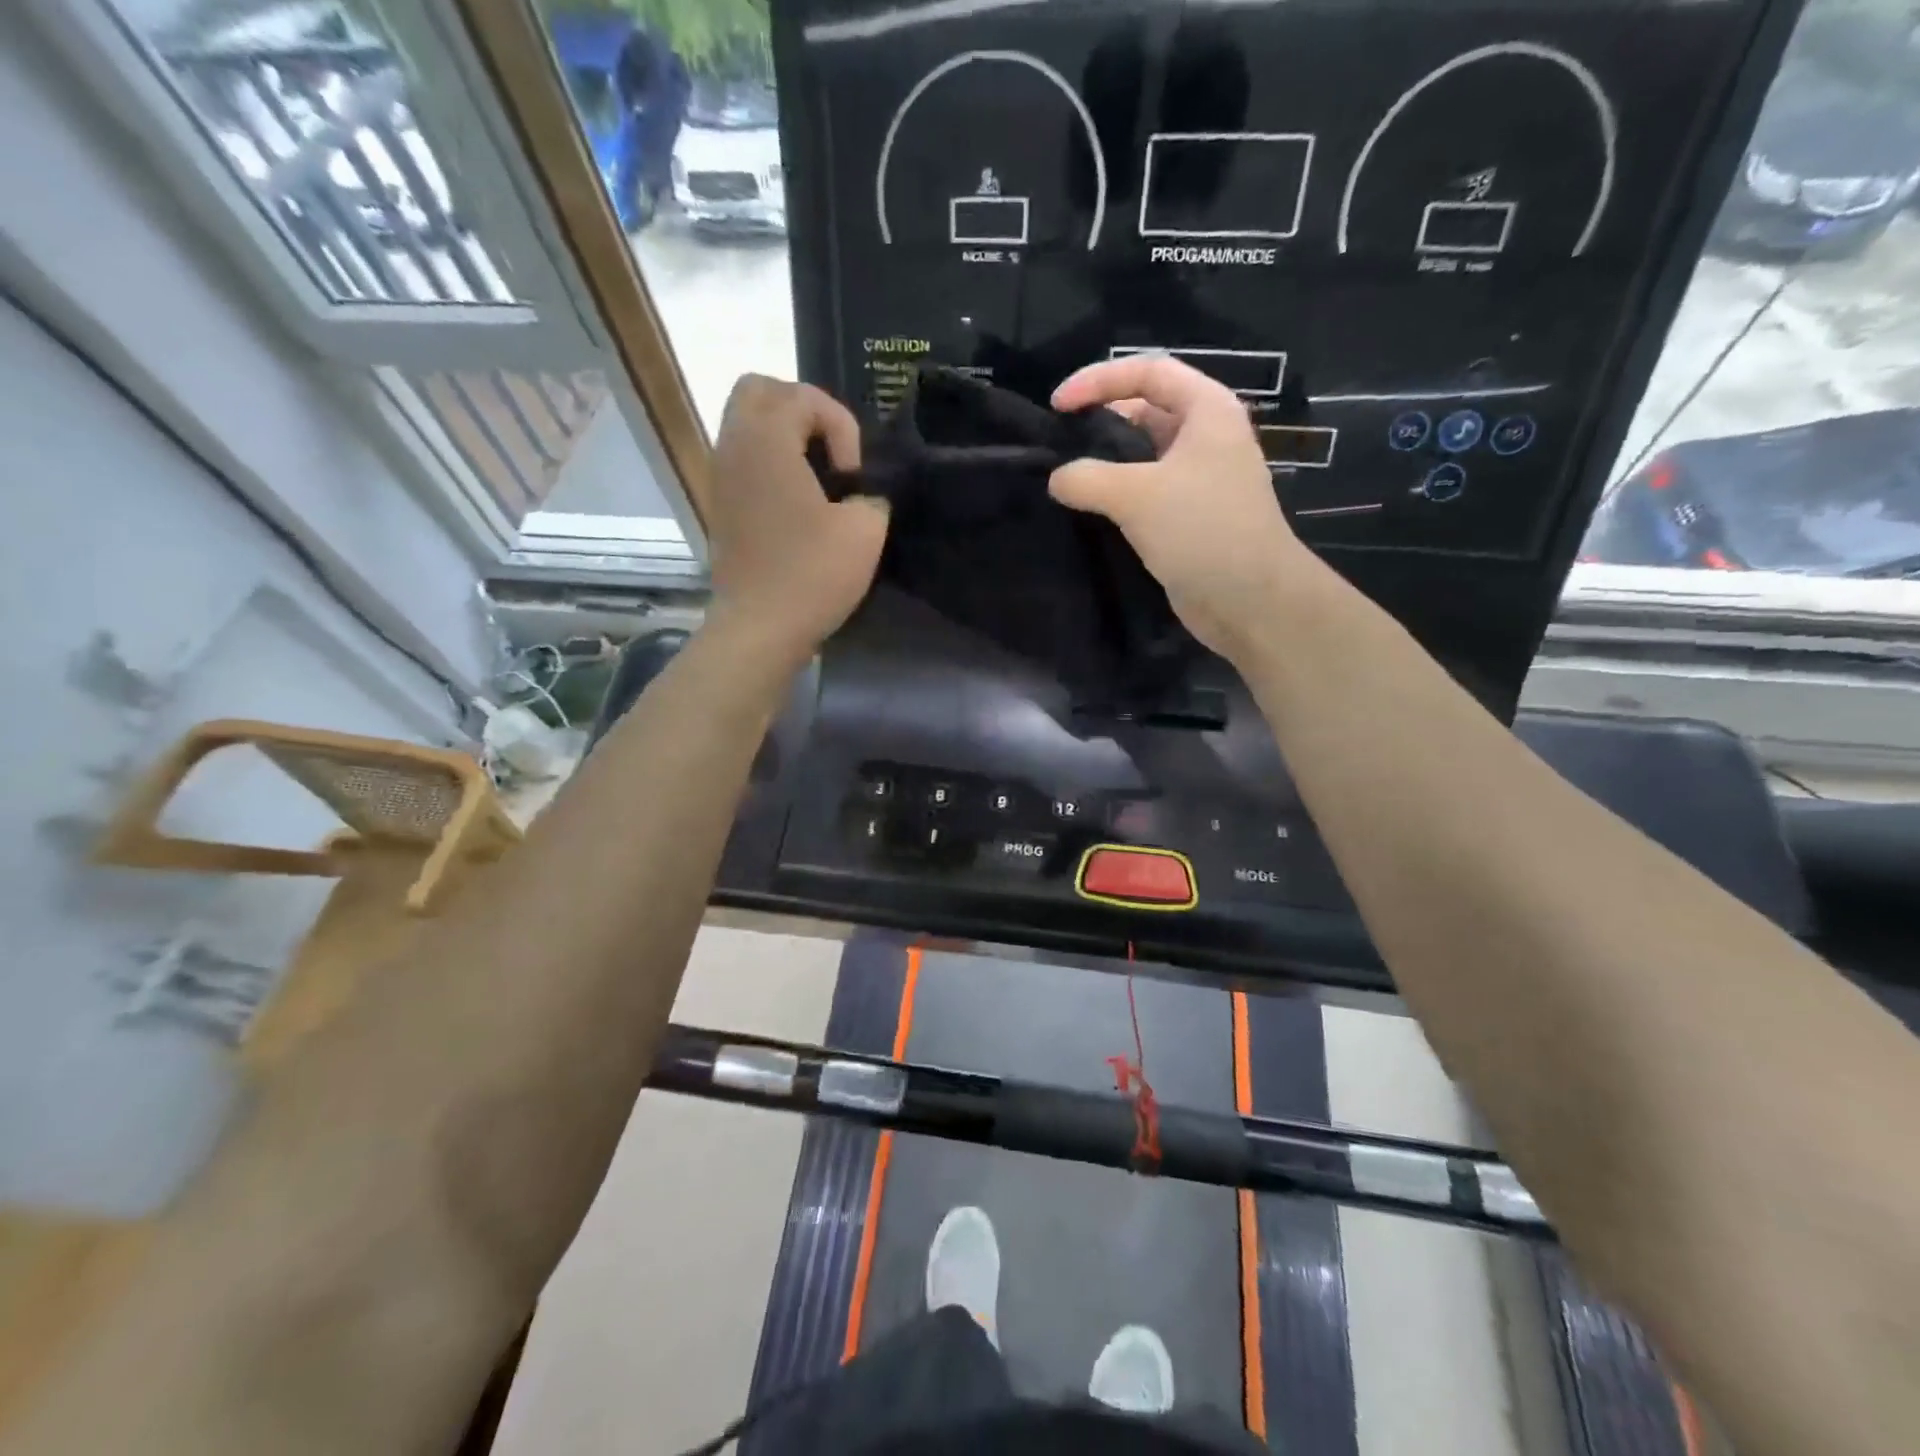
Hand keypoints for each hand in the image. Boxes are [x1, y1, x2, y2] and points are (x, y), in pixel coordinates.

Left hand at [706, 375, 887, 666]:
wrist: (759, 628)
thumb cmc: (811, 575)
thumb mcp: (865, 531)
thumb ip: (872, 496)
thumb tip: (863, 496)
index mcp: (766, 440)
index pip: (803, 396)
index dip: (840, 426)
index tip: (853, 475)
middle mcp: (734, 446)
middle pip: (758, 391)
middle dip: (802, 409)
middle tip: (831, 451)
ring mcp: (720, 477)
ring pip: (745, 424)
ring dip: (784, 436)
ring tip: (818, 477)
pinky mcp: (720, 506)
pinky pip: (742, 459)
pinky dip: (770, 464)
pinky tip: (797, 503)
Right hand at [1049, 355, 1314, 663]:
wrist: (1250, 600)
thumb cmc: (1201, 530)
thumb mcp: (1137, 495)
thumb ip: (1087, 478)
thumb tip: (1056, 479)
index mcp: (1207, 410)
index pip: (1148, 372)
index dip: (1099, 380)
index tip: (1057, 405)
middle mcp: (1206, 437)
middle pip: (1146, 410)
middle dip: (1101, 420)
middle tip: (1058, 442)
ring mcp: (1199, 479)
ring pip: (1143, 456)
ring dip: (1106, 462)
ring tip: (1065, 477)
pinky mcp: (1189, 517)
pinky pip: (1146, 493)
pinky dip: (1116, 495)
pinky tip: (1088, 510)